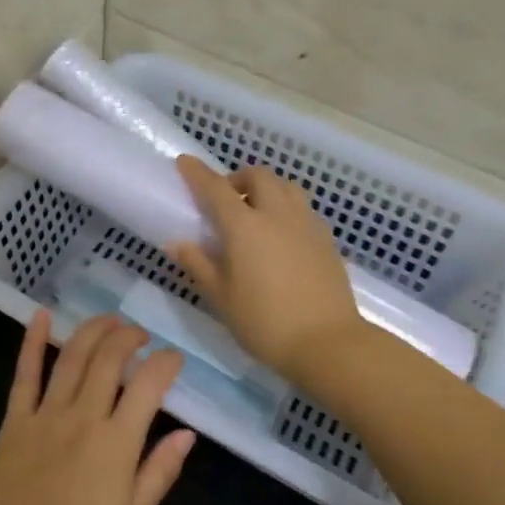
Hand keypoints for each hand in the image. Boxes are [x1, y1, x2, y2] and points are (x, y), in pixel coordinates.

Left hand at [0, 311, 195, 504]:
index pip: (148, 385)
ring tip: (110, 320)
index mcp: (116, 442)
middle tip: (140, 335)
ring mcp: (46, 414)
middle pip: (110, 359)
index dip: (166, 363)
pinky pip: (25, 374)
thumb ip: (159, 473)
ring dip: (94, 330)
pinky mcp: (16, 419)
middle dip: (130, 337)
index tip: (174, 358)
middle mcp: (83, 416)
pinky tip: (41, 316)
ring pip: (73, 357)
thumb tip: (187, 434)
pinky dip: (33, 342)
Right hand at [169, 157, 364, 383]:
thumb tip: (178, 243)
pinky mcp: (326, 238)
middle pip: (258, 176)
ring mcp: (306, 223)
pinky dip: (286, 207)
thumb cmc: (265, 323)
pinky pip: (302, 208)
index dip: (197, 173)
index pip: (216, 188)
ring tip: (256, 211)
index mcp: (245, 226)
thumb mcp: (222, 298)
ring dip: (266, 188)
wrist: (327, 343)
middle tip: (225, 198)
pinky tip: (281, 234)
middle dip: (237, 178)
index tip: (185, 162)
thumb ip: (198, 265)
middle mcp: (277, 214)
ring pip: (286, 186)